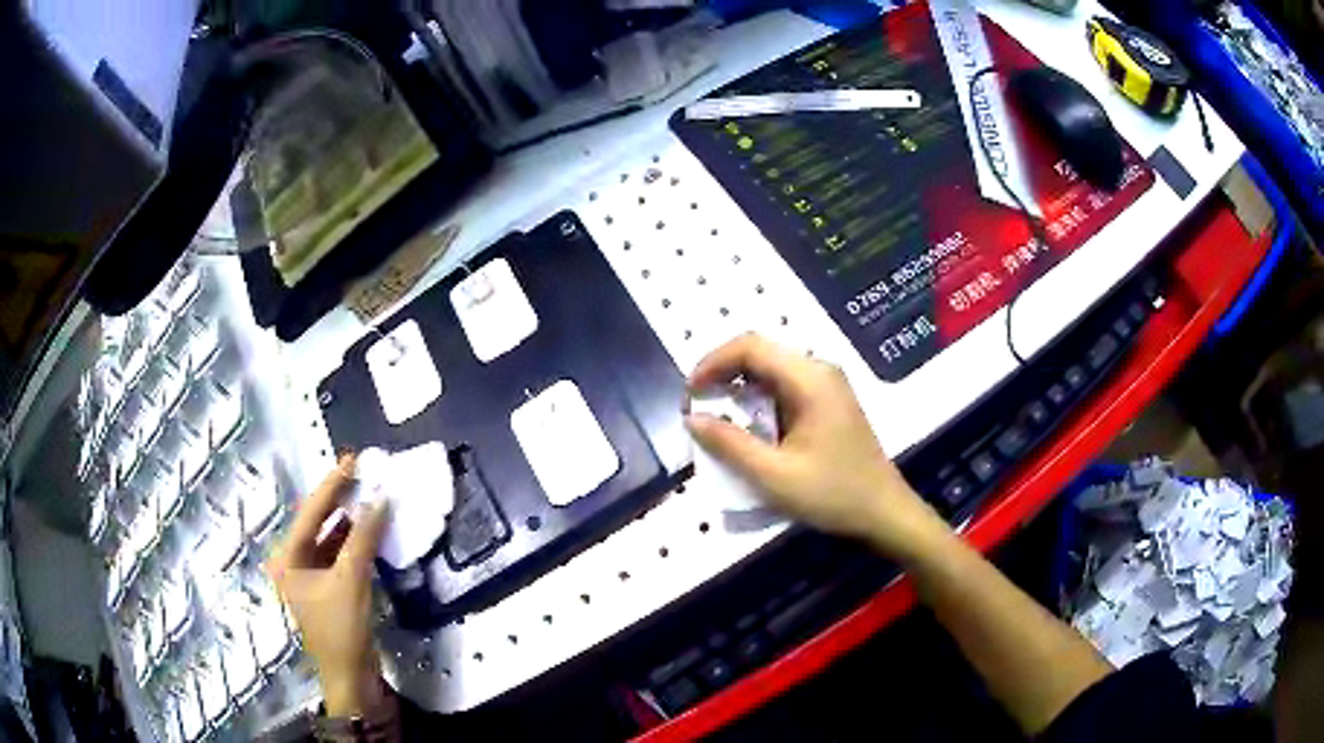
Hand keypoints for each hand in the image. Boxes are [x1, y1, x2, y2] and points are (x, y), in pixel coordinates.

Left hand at [267, 455, 388, 715]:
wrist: (352, 677)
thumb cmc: (342, 629)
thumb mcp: (351, 580)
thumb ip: (363, 538)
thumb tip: (380, 499)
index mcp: (288, 558)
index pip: (310, 512)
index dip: (332, 485)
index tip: (352, 459)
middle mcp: (294, 563)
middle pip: (318, 523)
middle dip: (340, 501)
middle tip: (363, 475)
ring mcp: (311, 578)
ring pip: (331, 539)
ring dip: (351, 522)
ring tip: (371, 497)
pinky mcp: (329, 590)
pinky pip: (340, 556)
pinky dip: (355, 544)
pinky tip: (371, 531)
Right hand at [686, 334, 950, 560]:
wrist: (884, 512)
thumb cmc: (833, 494)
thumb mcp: (774, 476)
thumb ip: (730, 445)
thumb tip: (691, 419)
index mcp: (810, 379)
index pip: (750, 346)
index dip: (712, 362)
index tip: (690, 395)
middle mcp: (819, 370)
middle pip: (760, 353)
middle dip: (722, 375)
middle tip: (699, 409)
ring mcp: (827, 385)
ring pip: (771, 370)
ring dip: (739, 389)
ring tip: (718, 421)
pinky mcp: (828, 402)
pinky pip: (784, 387)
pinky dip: (759, 401)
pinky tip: (749, 429)